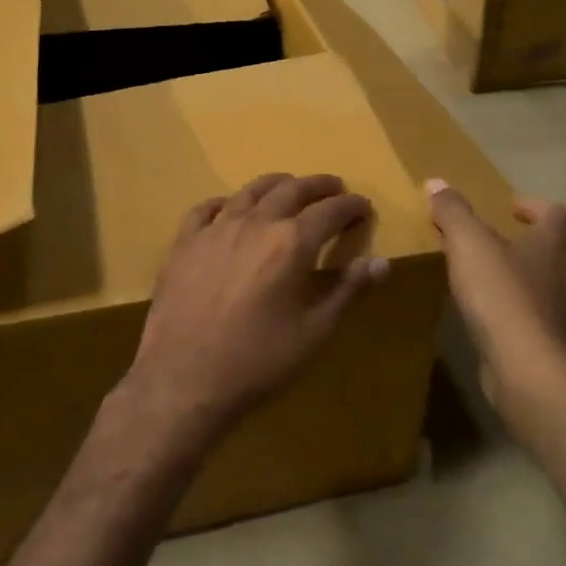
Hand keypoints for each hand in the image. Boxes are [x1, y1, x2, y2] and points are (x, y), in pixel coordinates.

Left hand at [122, 174, 388, 441]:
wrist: (184, 380)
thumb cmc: (259, 361)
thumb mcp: (315, 332)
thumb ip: (348, 291)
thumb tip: (382, 262)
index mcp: (291, 243)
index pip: (330, 212)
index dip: (351, 206)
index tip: (363, 205)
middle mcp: (254, 223)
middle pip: (291, 190)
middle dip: (317, 186)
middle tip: (333, 187)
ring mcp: (214, 230)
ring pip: (249, 192)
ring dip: (275, 184)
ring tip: (288, 185)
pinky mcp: (184, 244)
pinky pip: (205, 210)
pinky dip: (225, 202)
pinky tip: (228, 207)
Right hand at [425, 180, 565, 417]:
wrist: (527, 365)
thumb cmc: (500, 295)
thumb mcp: (467, 244)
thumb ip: (453, 212)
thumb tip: (436, 182)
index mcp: (553, 244)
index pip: (557, 214)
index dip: (536, 207)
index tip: (512, 209)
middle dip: (558, 244)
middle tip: (529, 244)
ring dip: (562, 282)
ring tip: (536, 283)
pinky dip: (553, 319)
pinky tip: (531, 323)